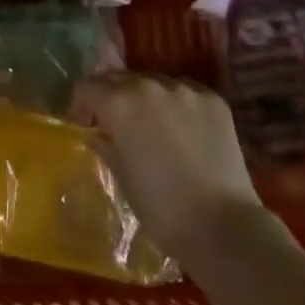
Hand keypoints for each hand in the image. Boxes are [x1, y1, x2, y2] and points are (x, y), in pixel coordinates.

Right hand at [72, 74, 266, 262]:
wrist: (223, 227)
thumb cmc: (163, 210)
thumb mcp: (123, 178)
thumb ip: (106, 146)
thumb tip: (95, 133)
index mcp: (121, 103)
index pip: (88, 87)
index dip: (81, 104)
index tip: (85, 123)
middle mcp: (150, 85)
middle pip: (119, 77)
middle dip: (111, 95)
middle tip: (114, 121)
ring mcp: (184, 89)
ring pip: (153, 82)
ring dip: (145, 97)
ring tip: (152, 124)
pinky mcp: (213, 99)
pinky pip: (185, 92)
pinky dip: (176, 104)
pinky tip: (183, 129)